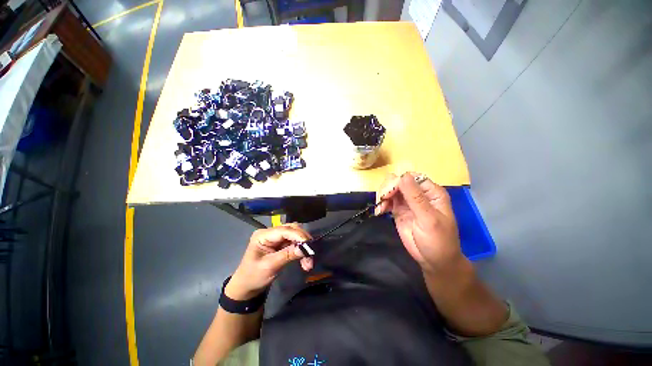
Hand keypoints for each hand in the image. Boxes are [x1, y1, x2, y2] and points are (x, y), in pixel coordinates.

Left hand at [226, 223, 312, 299]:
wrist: (246, 287)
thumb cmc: (253, 276)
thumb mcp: (270, 266)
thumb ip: (288, 255)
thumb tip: (306, 248)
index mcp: (263, 235)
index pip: (285, 230)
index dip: (299, 236)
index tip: (310, 245)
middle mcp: (271, 233)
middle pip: (292, 230)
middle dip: (303, 241)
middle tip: (311, 253)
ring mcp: (276, 238)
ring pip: (295, 236)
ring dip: (303, 247)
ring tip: (308, 262)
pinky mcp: (281, 244)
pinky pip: (294, 243)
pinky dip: (301, 251)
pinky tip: (305, 261)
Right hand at [375, 172, 463, 273]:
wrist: (434, 261)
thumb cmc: (438, 240)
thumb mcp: (428, 219)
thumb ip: (415, 197)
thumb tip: (403, 176)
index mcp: (431, 192)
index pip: (412, 177)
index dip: (399, 181)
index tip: (389, 193)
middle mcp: (418, 194)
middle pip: (398, 181)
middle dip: (388, 188)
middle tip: (383, 200)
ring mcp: (407, 202)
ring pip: (391, 189)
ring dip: (383, 196)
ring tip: (381, 208)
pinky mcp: (398, 210)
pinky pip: (387, 201)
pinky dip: (381, 204)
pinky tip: (379, 212)